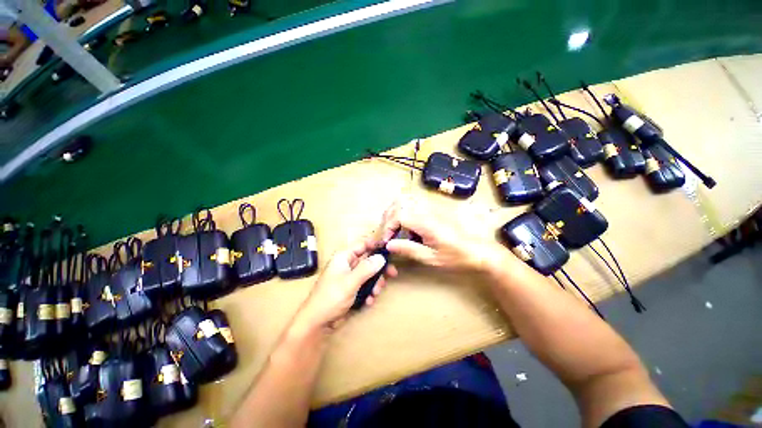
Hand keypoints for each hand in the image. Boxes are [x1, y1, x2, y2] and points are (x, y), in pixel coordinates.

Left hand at [292, 239, 397, 332]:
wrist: (317, 323)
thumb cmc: (331, 298)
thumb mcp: (350, 282)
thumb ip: (367, 269)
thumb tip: (382, 257)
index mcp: (344, 257)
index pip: (362, 244)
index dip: (376, 245)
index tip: (390, 250)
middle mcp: (347, 264)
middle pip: (368, 260)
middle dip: (379, 268)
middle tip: (392, 274)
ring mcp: (350, 277)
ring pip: (369, 274)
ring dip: (375, 283)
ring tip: (376, 293)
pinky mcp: (351, 288)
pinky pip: (365, 285)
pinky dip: (369, 292)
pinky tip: (369, 301)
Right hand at [379, 197, 505, 272]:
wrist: (478, 249)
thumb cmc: (456, 256)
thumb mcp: (431, 258)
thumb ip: (409, 249)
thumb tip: (389, 245)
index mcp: (426, 222)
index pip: (399, 215)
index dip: (388, 227)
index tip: (386, 241)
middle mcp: (427, 210)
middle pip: (399, 202)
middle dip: (388, 217)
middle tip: (387, 233)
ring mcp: (431, 206)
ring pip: (405, 198)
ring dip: (395, 211)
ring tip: (393, 227)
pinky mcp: (433, 207)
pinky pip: (413, 202)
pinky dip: (403, 210)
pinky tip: (407, 224)